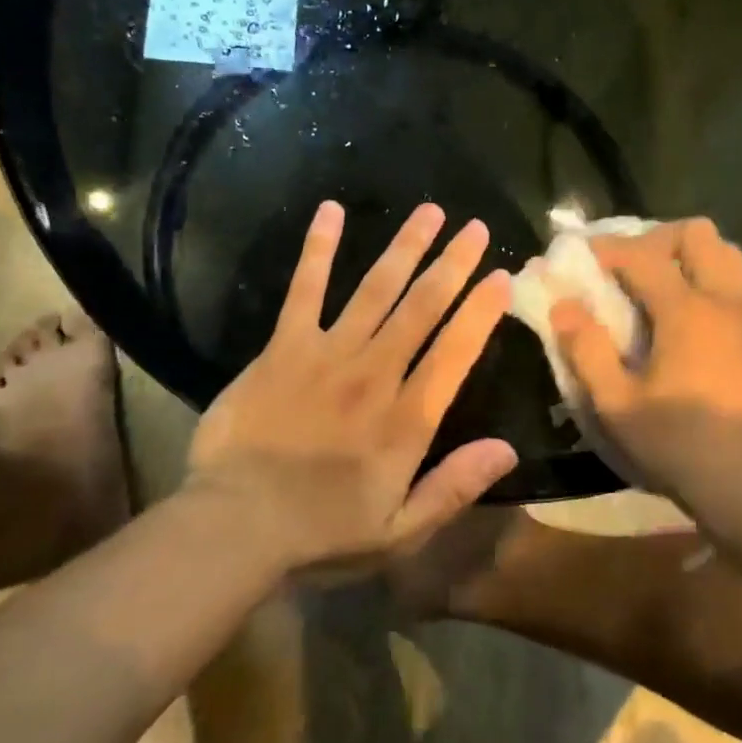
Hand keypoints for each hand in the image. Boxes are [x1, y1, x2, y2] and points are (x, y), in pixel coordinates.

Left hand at [186, 200, 517, 569]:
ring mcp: (326, 355)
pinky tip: (331, 211)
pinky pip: (304, 290)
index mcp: (405, 419)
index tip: (502, 277)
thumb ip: (453, 488)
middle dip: (452, 264)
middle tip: (475, 227)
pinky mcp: (283, 347)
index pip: (454, 353)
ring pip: (375, 289)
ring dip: (404, 247)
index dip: (481, 313)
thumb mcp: (399, 531)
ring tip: (430, 211)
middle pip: (421, 308)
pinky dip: (319, 250)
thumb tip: (507, 450)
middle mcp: (374, 375)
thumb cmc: (321, 531)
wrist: (235, 524)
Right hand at [551, 218, 741, 507]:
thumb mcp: (616, 404)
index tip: (586, 255)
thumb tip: (564, 305)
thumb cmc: (677, 444)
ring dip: (697, 259)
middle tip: (634, 267)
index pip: (642, 255)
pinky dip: (731, 290)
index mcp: (685, 310)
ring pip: (732, 256)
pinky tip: (715, 318)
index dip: (609, 247)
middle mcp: (726, 300)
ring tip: (673, 287)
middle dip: (659, 239)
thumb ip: (586, 349)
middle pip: (697, 234)